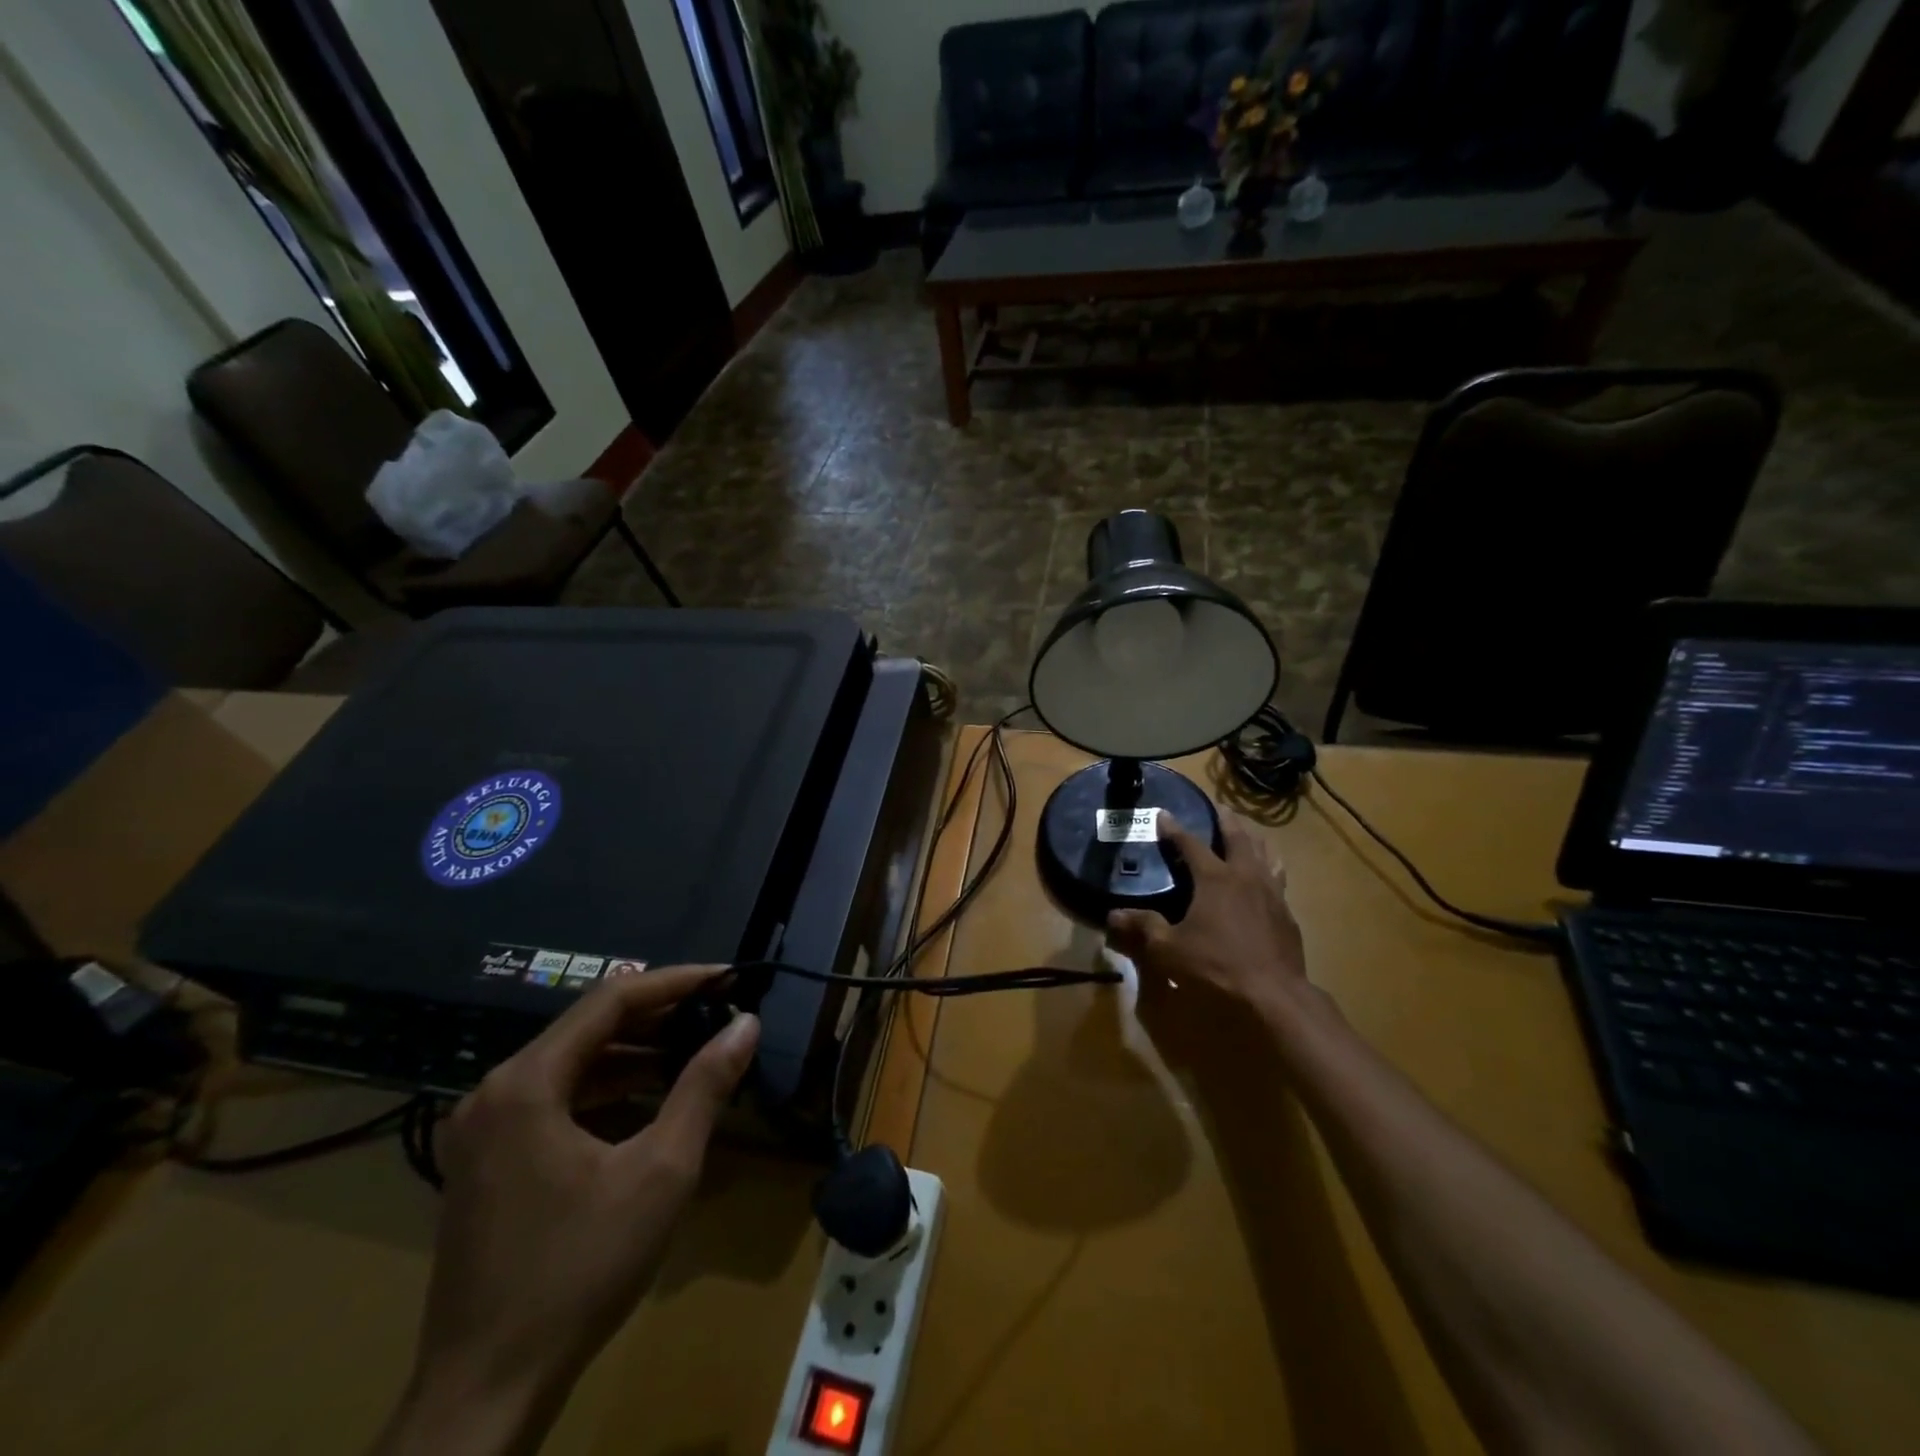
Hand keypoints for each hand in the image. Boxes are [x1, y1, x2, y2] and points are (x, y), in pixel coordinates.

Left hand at [373, 967, 757, 1455]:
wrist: (484, 1393)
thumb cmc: (579, 1270)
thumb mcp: (661, 1170)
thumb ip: (704, 1086)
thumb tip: (746, 1023)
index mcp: (527, 1082)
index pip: (610, 1000)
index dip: (674, 981)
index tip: (726, 977)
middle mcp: (495, 1091)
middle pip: (587, 1027)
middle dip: (657, 1015)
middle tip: (716, 1011)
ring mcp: (483, 1129)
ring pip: (570, 1063)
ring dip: (632, 1053)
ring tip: (692, 1050)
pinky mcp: (485, 1162)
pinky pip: (554, 1099)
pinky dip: (604, 1089)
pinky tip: (646, 1102)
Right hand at [1109, 816, 1314, 1057]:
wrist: (1274, 994)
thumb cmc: (1216, 966)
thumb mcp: (1169, 949)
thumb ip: (1144, 927)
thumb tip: (1113, 915)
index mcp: (1215, 878)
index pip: (1191, 844)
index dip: (1174, 828)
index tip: (1163, 814)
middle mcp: (1245, 876)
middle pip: (1238, 837)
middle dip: (1225, 819)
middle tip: (1217, 807)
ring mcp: (1271, 893)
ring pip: (1265, 853)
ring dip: (1253, 839)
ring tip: (1247, 833)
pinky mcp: (1287, 913)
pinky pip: (1278, 878)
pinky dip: (1269, 867)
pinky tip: (1266, 878)